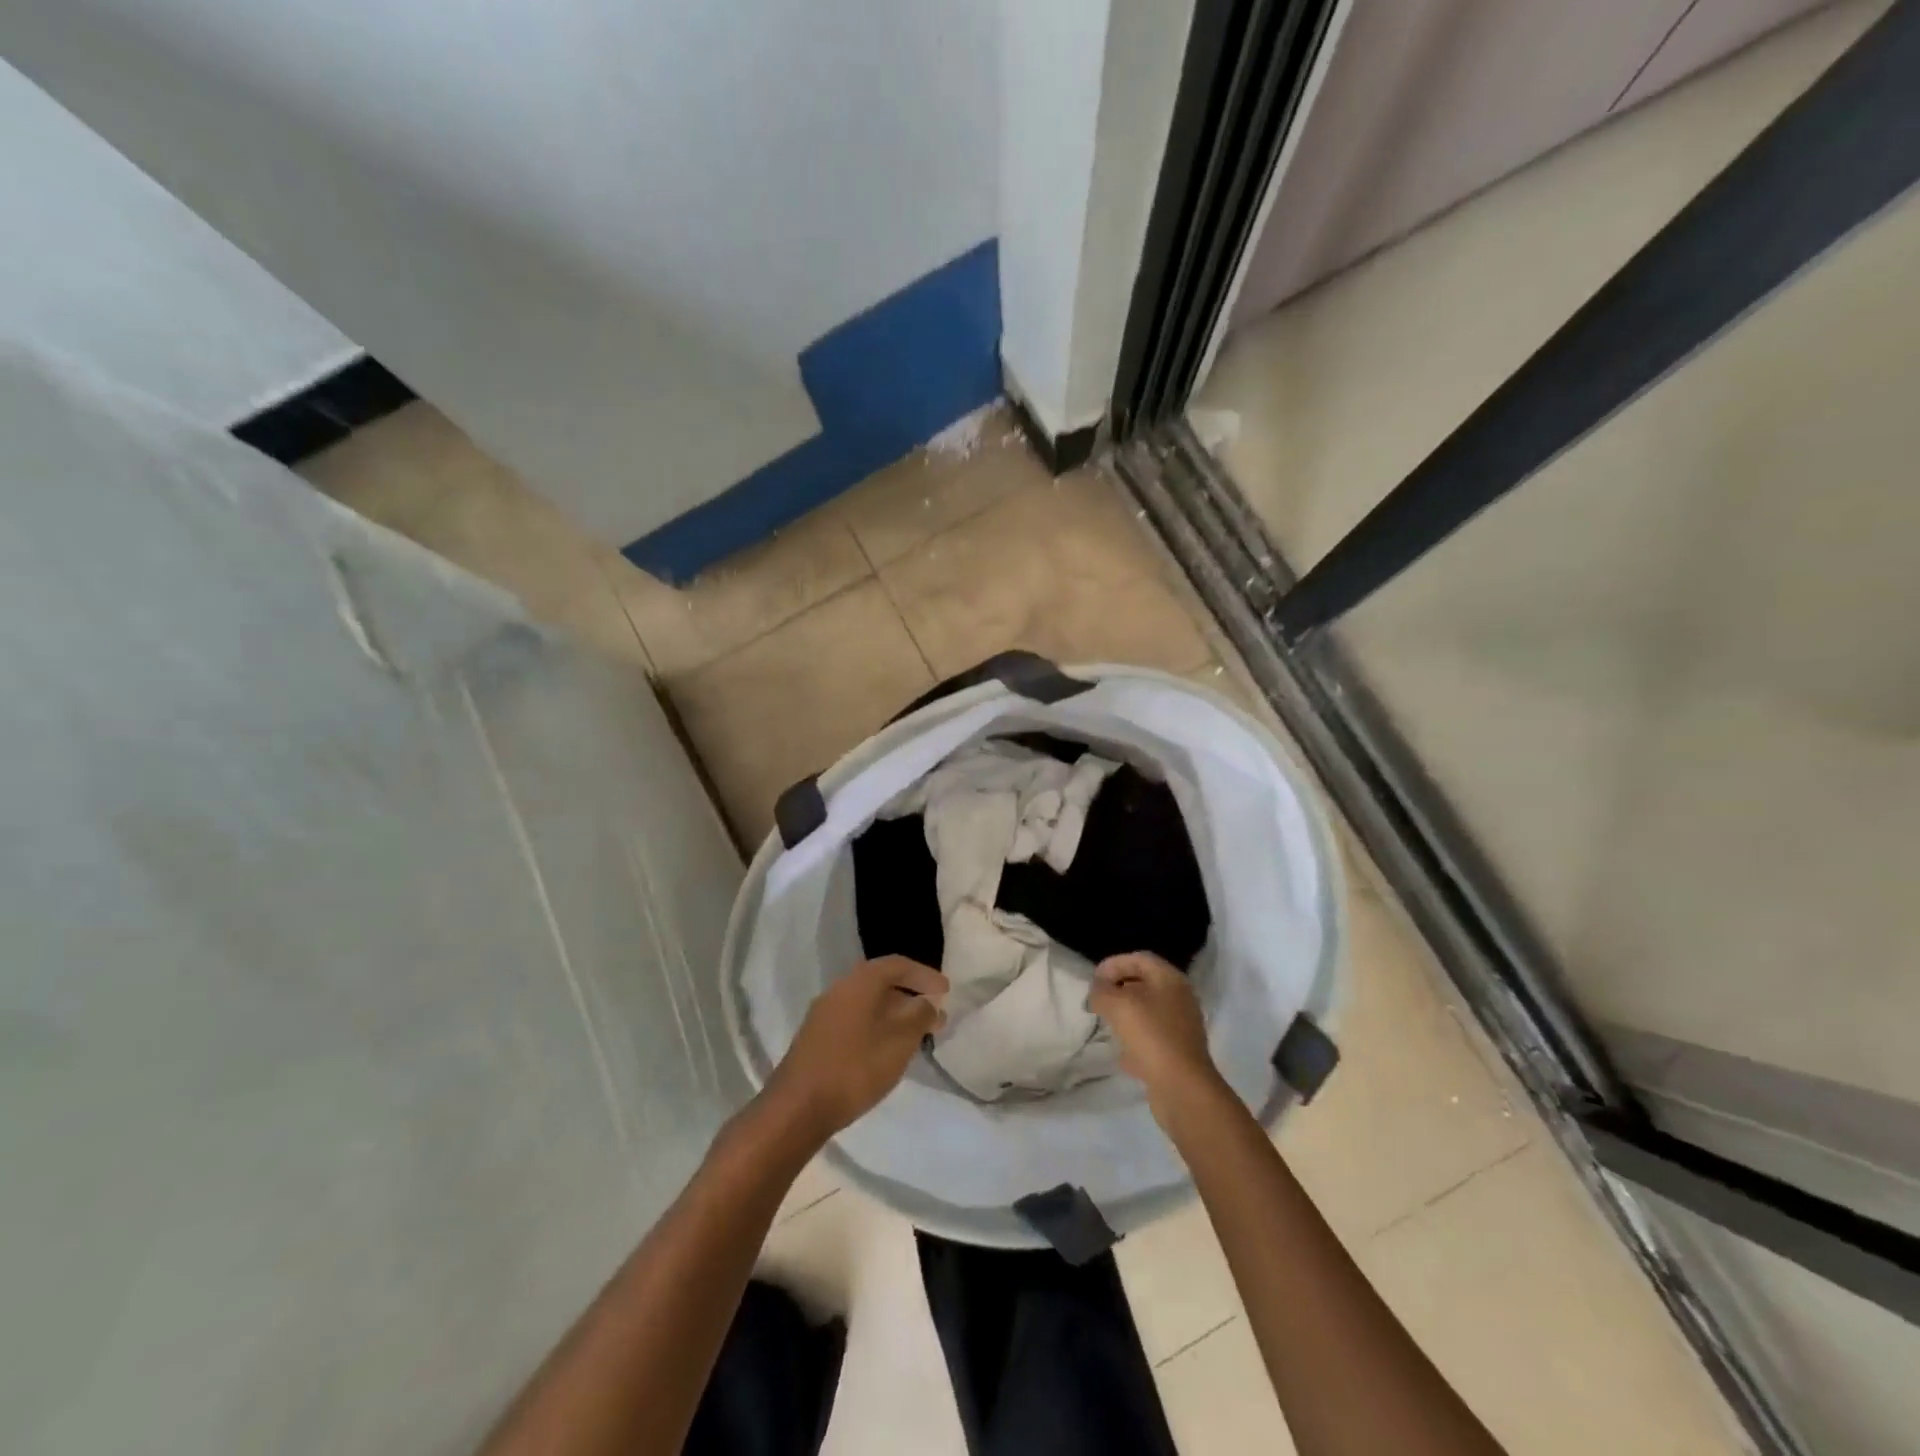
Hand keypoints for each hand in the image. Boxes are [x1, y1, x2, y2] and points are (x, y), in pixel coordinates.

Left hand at [766, 956, 947, 1137]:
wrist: (798, 1107)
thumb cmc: (855, 1068)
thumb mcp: (899, 1041)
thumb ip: (919, 1016)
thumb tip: (930, 1001)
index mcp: (859, 982)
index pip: (897, 965)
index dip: (924, 975)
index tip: (946, 991)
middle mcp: (840, 989)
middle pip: (881, 982)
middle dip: (911, 995)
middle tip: (935, 1014)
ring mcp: (824, 1013)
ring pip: (868, 1003)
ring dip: (894, 1013)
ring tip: (916, 1034)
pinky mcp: (817, 1037)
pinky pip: (855, 1019)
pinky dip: (877, 1025)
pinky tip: (888, 1049)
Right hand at [1089, 952, 1225, 1116]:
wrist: (1182, 1087)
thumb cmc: (1150, 1035)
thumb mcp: (1116, 1005)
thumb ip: (1101, 991)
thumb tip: (1098, 991)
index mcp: (1170, 979)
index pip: (1138, 958)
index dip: (1113, 964)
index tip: (1093, 981)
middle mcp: (1180, 998)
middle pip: (1144, 983)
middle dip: (1118, 988)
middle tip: (1097, 1000)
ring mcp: (1182, 1026)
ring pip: (1148, 1011)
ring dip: (1126, 1014)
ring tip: (1106, 1024)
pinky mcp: (1179, 1052)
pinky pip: (1153, 1037)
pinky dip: (1135, 1039)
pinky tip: (1121, 1053)